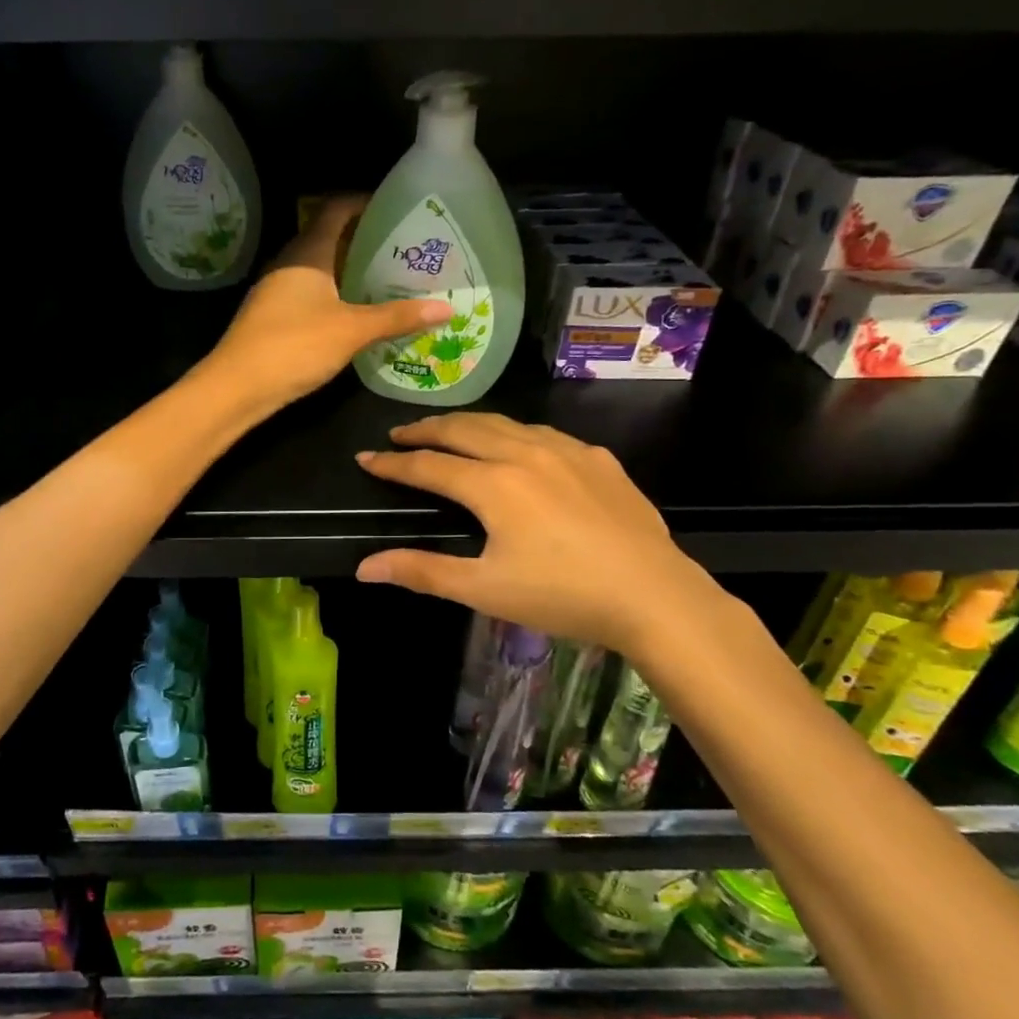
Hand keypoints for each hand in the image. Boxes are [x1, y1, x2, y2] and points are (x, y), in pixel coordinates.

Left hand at [203, 196, 452, 405]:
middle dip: (363, 239)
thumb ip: (397, 317)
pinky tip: (355, 312)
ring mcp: (277, 290)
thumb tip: (447, 308)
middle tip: (402, 248)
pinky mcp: (272, 315)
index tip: (396, 208)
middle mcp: (289, 263)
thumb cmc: (294, 346)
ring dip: (349, 270)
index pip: (336, 209)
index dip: (364, 202)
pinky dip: (334, 294)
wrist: (236, 387)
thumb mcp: (352, 331)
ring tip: (387, 279)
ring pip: (319, 268)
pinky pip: (310, 292)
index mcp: (307, 252)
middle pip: (328, 237)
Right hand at [354, 413, 715, 653]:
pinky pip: (545, 434)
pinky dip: (515, 433)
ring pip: (505, 423)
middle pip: (463, 429)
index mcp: (493, 485)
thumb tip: (364, 567)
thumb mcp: (484, 590)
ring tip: (450, 431)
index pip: (429, 465)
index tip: (366, 458)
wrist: (654, 596)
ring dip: (469, 424)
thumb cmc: (562, 596)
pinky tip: (519, 447)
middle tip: (401, 433)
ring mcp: (567, 451)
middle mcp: (525, 454)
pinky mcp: (599, 459)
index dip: (393, 462)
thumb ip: (422, 572)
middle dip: (426, 429)